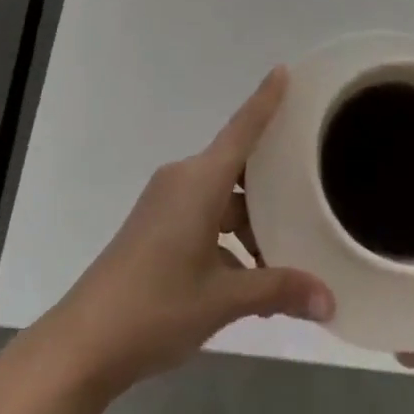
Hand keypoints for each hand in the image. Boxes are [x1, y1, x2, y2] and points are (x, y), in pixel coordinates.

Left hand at [34, 66, 334, 397]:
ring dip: (249, 221)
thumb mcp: (222, 300)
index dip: (264, 100)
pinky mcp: (155, 226)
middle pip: (235, 167)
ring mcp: (165, 203)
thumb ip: (278, 291)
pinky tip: (248, 277)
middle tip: (308, 189)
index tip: (283, 70)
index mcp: (199, 181)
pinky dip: (227, 237)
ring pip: (220, 197)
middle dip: (270, 183)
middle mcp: (182, 180)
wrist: (84, 342)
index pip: (241, 129)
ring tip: (284, 256)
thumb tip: (330, 301)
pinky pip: (203, 215)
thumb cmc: (156, 307)